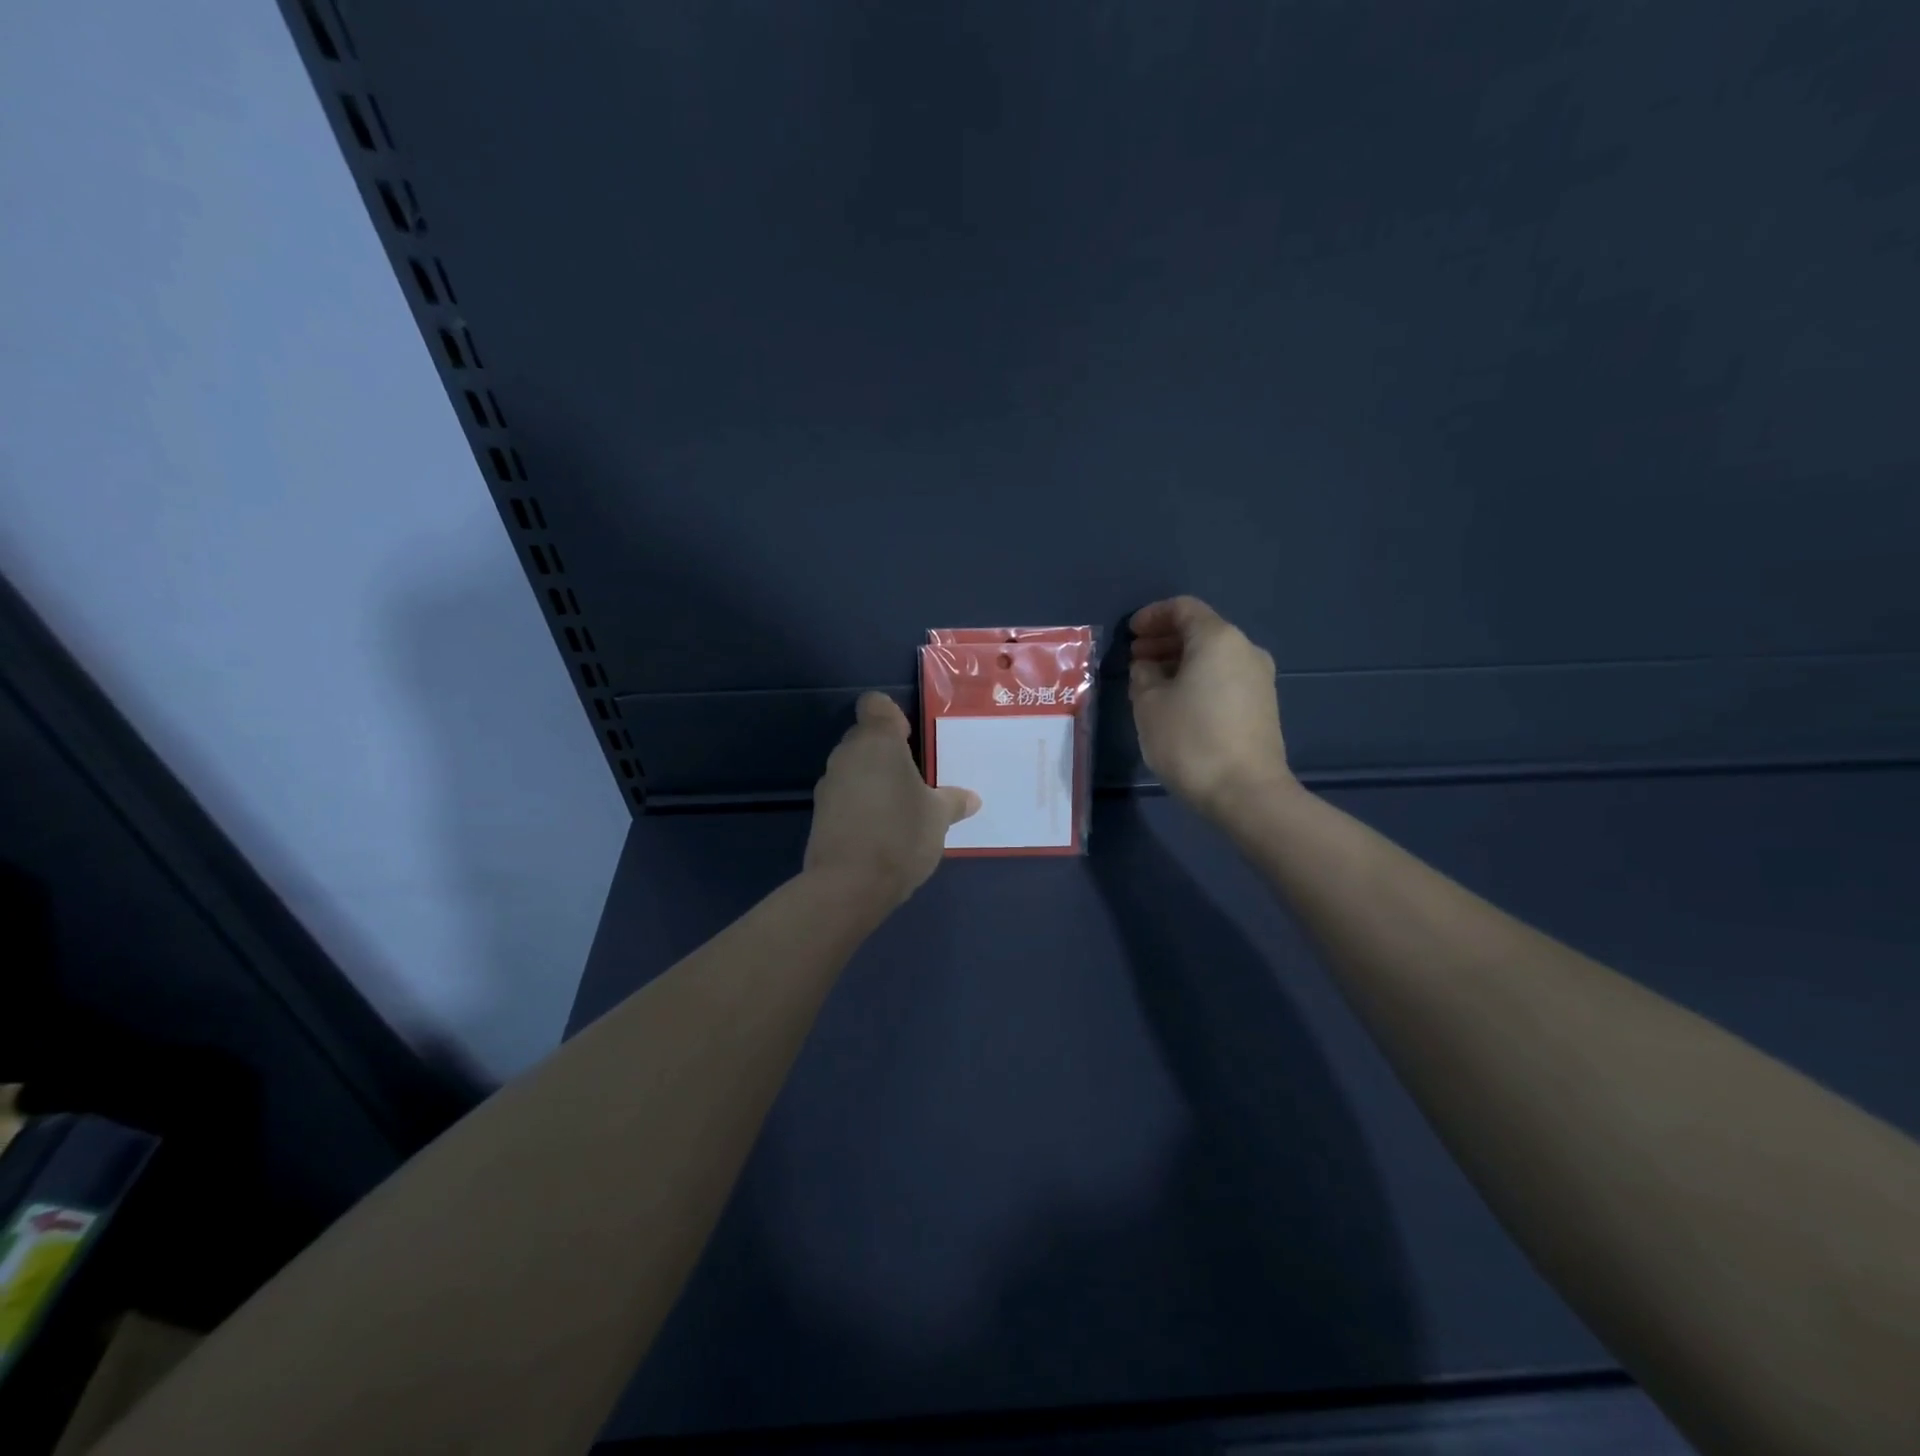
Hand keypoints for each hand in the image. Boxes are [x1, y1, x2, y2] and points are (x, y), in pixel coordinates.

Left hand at [804, 693, 980, 905]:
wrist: (848, 885)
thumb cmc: (900, 835)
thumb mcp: (938, 818)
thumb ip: (953, 802)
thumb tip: (971, 799)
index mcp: (877, 742)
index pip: (875, 705)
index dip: (891, 716)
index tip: (909, 738)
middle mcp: (847, 754)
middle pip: (864, 737)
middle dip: (886, 752)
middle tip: (913, 778)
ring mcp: (828, 784)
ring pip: (853, 767)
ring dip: (872, 779)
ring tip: (899, 807)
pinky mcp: (819, 813)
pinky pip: (845, 795)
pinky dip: (860, 803)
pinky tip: (879, 829)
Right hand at [1129, 596, 1293, 818]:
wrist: (1246, 792)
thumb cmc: (1191, 740)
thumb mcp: (1149, 705)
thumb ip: (1143, 676)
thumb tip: (1149, 668)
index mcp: (1218, 639)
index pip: (1183, 609)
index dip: (1152, 615)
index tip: (1130, 633)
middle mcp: (1245, 650)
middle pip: (1200, 631)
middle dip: (1164, 640)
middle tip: (1135, 657)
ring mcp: (1259, 679)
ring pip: (1213, 657)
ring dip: (1179, 662)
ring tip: (1150, 683)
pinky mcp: (1262, 706)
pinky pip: (1224, 678)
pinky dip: (1197, 679)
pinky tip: (1176, 702)